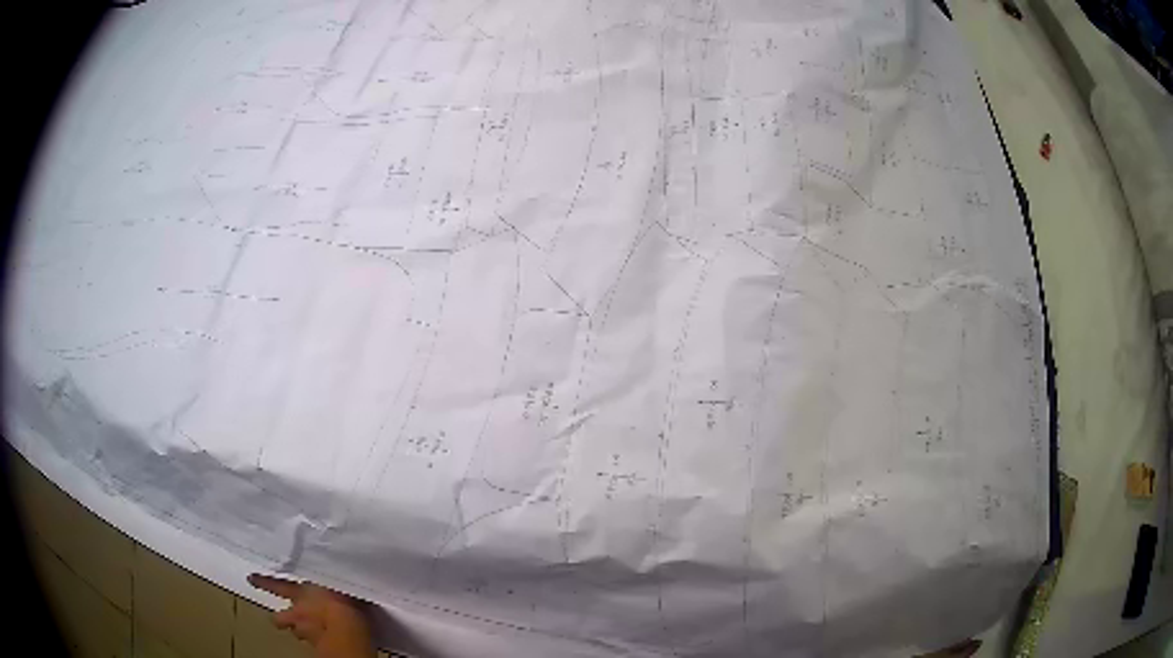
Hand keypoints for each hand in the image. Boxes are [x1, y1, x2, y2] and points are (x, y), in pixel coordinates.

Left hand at [248, 573, 376, 657]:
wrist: (348, 631)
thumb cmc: (341, 601)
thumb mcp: (338, 583)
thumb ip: (331, 580)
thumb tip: (334, 570)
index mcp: (299, 593)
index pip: (276, 584)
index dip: (263, 582)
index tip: (251, 578)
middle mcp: (297, 612)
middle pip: (280, 617)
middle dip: (283, 618)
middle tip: (289, 618)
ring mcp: (306, 632)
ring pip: (297, 633)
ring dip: (302, 631)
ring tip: (312, 631)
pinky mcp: (318, 648)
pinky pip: (315, 644)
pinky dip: (318, 642)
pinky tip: (328, 641)